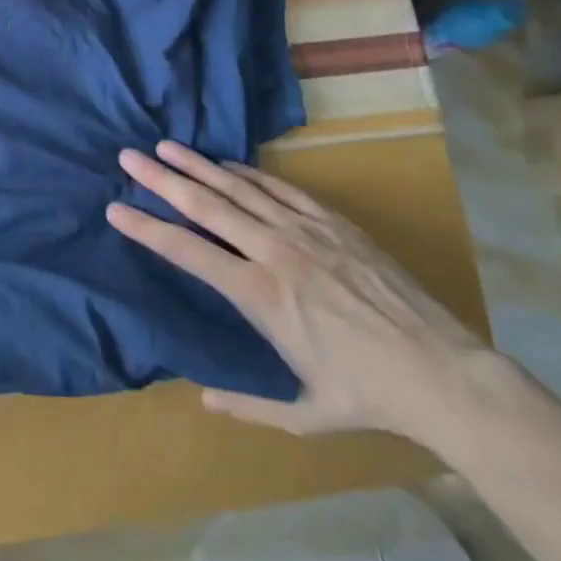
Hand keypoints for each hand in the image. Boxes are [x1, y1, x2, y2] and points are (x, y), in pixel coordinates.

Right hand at [106, 141, 492, 444]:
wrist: (444, 373)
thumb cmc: (369, 395)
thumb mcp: (305, 414)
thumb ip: (249, 406)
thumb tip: (202, 401)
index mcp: (259, 295)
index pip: (187, 251)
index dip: (146, 228)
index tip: (115, 209)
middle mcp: (273, 252)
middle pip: (205, 205)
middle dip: (161, 179)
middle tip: (128, 157)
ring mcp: (304, 231)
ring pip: (238, 188)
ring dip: (198, 165)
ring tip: (165, 146)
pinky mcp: (333, 223)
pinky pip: (279, 188)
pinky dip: (247, 174)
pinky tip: (226, 164)